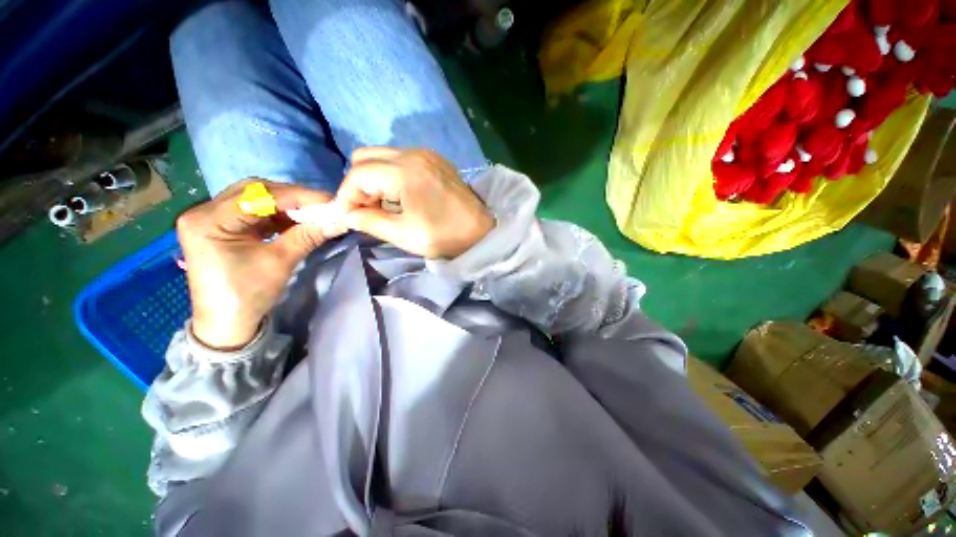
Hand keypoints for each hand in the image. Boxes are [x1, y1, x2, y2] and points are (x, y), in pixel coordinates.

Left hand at [177, 179, 343, 349]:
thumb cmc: (248, 295)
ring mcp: (212, 219)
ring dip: (287, 205)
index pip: (258, 196)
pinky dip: (279, 215)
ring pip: (256, 200)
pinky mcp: (224, 227)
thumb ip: (308, 235)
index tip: (329, 201)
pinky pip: (256, 213)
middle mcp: (204, 212)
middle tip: (322, 205)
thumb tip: (340, 220)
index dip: (297, 196)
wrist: (227, 324)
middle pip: (254, 191)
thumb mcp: (280, 262)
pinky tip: (298, 220)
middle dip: (292, 197)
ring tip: (314, 213)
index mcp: (208, 221)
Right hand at [336, 148, 493, 258]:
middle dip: (357, 184)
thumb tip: (348, 214)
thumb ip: (370, 221)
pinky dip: (390, 175)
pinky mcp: (435, 159)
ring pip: (382, 155)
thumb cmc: (445, 236)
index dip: (345, 196)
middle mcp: (413, 153)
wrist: (482, 231)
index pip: (358, 174)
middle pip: (365, 157)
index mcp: (405, 171)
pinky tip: (399, 196)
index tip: (345, 216)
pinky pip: (400, 159)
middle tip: (364, 210)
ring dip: (373, 179)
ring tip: (381, 205)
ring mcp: (426, 153)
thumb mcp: (404, 235)